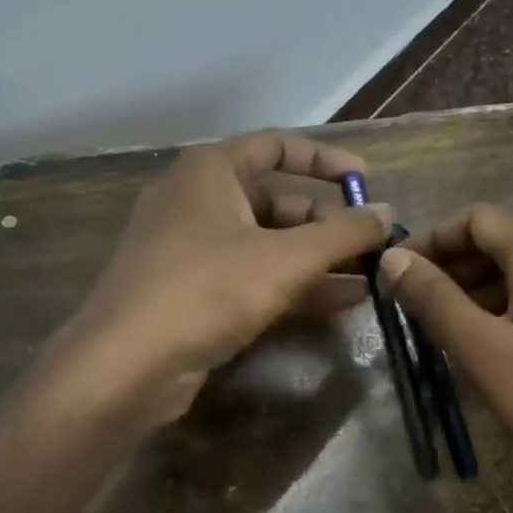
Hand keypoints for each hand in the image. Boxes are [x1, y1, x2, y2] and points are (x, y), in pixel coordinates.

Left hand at [48, 131, 390, 427]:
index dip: (324, 161)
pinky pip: (251, 275)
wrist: (125, 366)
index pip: (277, 146)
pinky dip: (292, 284)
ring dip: (317, 259)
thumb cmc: (207, 289)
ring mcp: (191, 249)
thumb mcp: (285, 258)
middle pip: (275, 200)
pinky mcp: (191, 292)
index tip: (364, 183)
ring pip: (266, 243)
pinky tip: (340, 302)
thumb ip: (343, 233)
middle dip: (327, 223)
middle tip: (372, 244)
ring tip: (369, 277)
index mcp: (210, 171)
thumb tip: (387, 212)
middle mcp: (197, 200)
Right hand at [381, 204, 512, 503]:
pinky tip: (510, 351)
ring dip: (489, 291)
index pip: (476, 219)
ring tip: (457, 336)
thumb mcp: (486, 355)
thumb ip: (436, 300)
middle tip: (421, 312)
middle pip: (506, 242)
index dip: (432, 240)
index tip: (400, 274)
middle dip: (458, 269)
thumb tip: (394, 258)